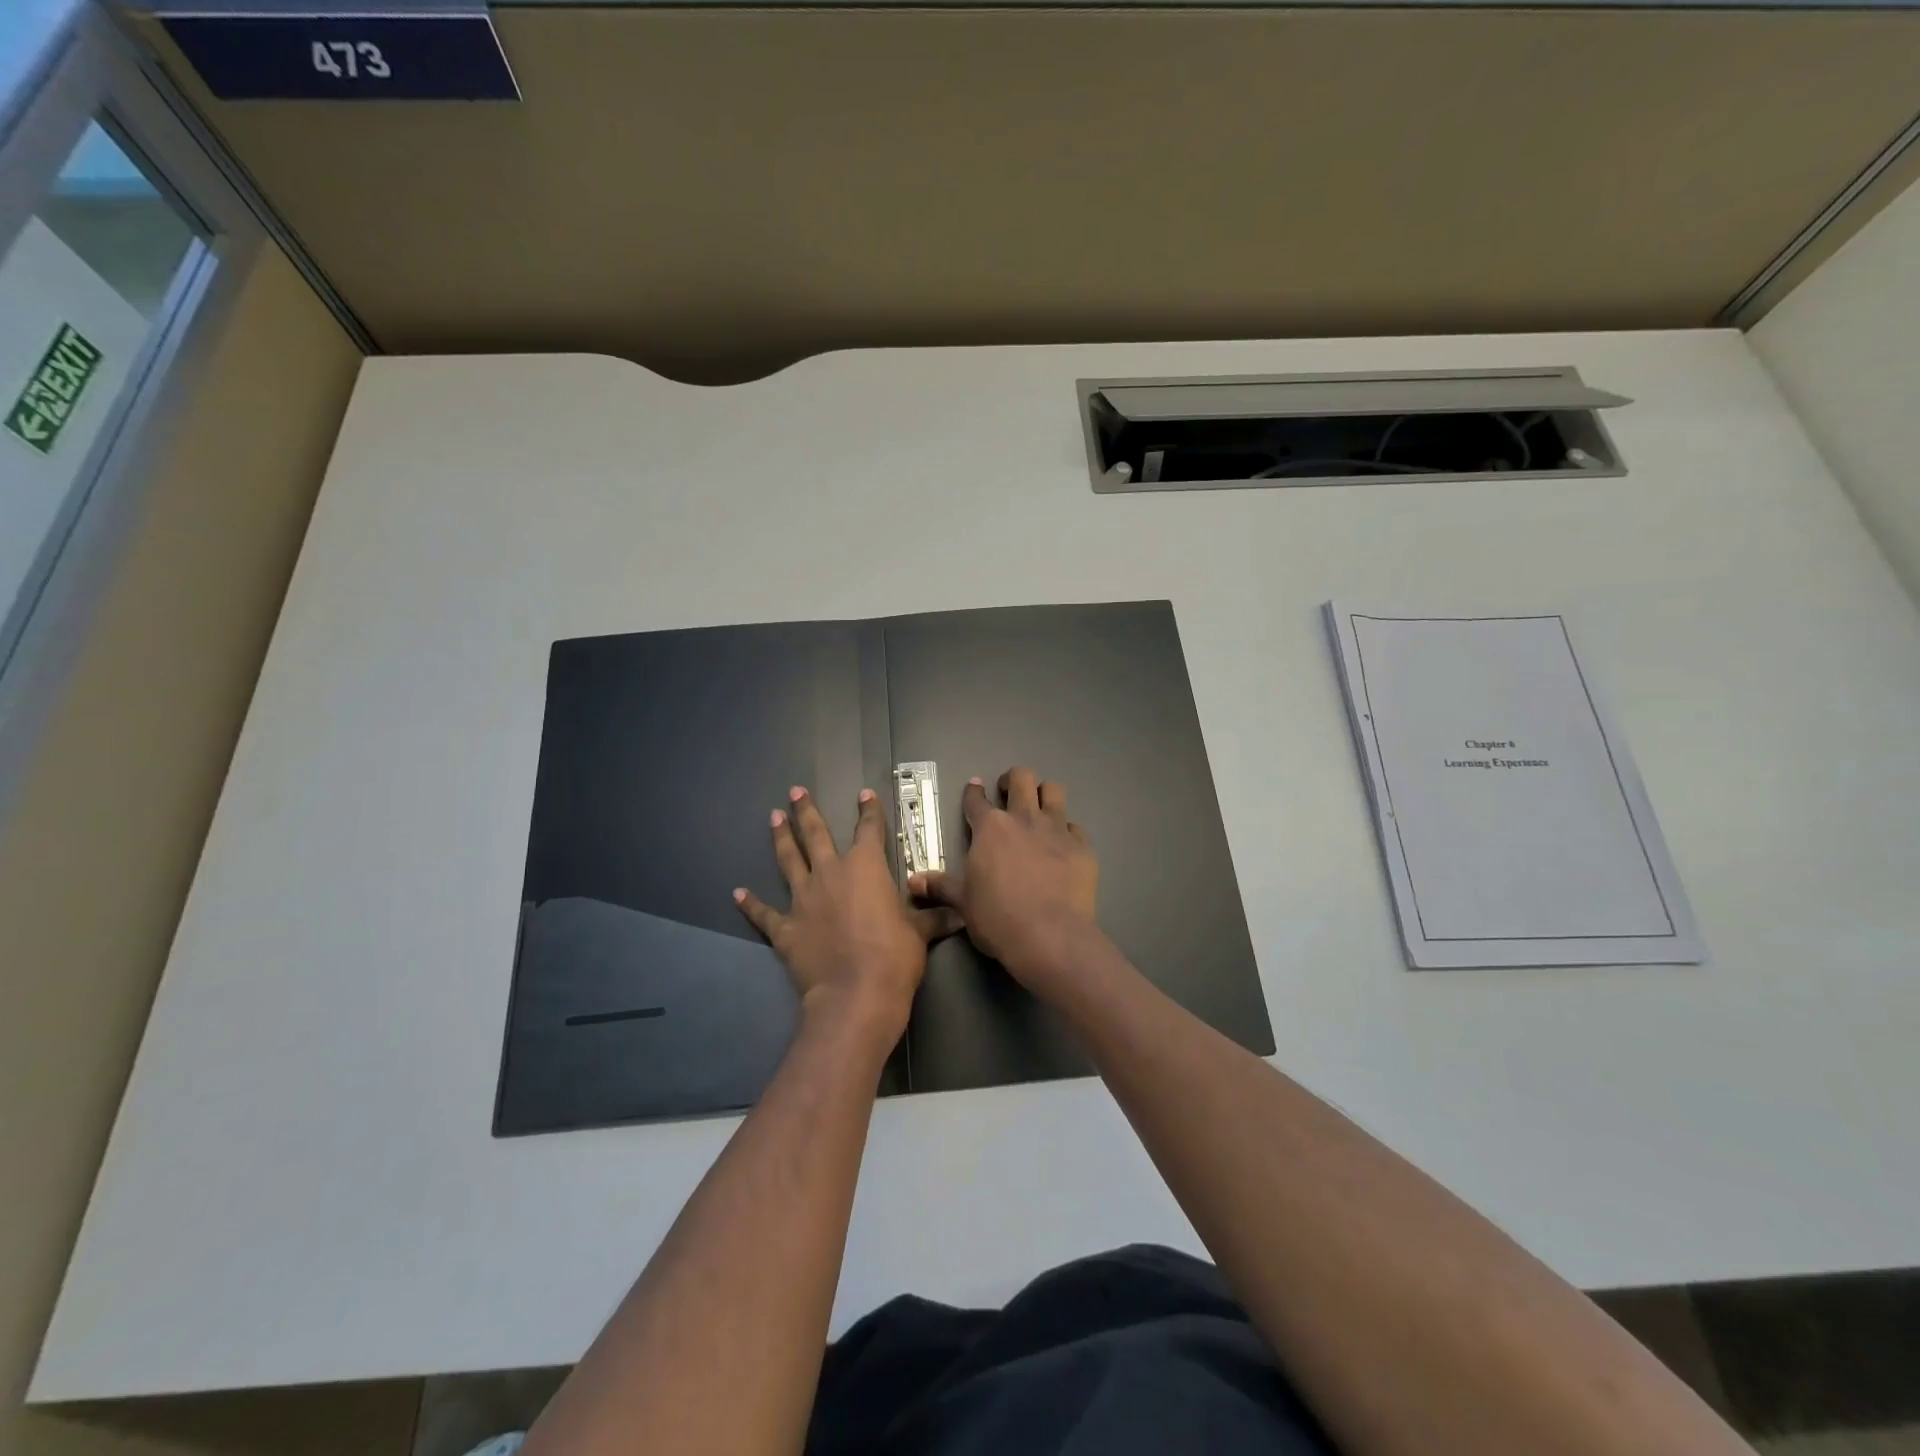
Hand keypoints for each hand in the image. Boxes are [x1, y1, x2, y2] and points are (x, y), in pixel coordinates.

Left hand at [735, 786, 960, 1038]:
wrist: (856, 994)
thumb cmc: (895, 956)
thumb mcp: (921, 933)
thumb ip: (935, 917)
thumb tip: (961, 913)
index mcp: (866, 867)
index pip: (869, 830)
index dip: (869, 811)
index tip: (864, 794)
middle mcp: (831, 874)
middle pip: (816, 835)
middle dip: (807, 811)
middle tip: (795, 791)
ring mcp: (803, 900)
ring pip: (788, 861)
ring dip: (781, 838)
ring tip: (773, 817)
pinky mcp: (785, 928)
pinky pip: (764, 913)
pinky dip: (750, 904)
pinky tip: (737, 893)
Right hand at [908, 768, 1097, 991]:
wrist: (1050, 936)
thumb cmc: (997, 918)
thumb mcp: (963, 903)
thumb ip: (941, 887)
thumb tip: (913, 882)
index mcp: (990, 828)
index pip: (976, 800)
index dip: (973, 792)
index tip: (974, 788)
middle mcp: (1023, 819)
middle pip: (1021, 778)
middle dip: (1012, 779)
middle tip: (1008, 792)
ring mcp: (1056, 829)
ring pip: (1053, 790)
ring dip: (1044, 793)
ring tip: (1039, 807)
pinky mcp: (1082, 846)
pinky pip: (1075, 826)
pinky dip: (1068, 830)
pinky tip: (1063, 844)